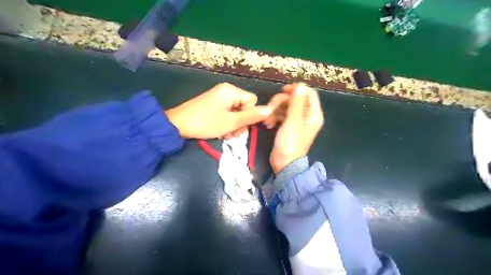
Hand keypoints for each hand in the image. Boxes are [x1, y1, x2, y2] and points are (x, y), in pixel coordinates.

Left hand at [167, 83, 274, 138]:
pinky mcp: (212, 102)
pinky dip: (226, 122)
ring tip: (225, 134)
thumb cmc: (206, 123)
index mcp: (232, 91)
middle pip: (244, 106)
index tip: (239, 126)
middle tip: (232, 134)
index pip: (253, 101)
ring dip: (233, 124)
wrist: (178, 124)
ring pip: (236, 111)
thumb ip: (251, 116)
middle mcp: (226, 90)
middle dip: (240, 122)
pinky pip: (226, 111)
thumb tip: (270, 110)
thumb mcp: (231, 122)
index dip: (249, 115)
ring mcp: (218, 96)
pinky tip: (220, 130)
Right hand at [267, 82, 324, 173]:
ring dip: (275, 111)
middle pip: (294, 99)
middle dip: (280, 102)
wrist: (284, 164)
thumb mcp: (293, 121)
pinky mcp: (288, 125)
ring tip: (267, 121)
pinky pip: (281, 115)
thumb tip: (300, 85)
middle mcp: (307, 115)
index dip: (296, 89)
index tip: (283, 91)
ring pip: (286, 106)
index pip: (308, 93)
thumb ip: (296, 102)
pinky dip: (274, 117)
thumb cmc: (290, 143)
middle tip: (270, 110)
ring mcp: (297, 121)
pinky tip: (268, 124)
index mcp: (313, 114)